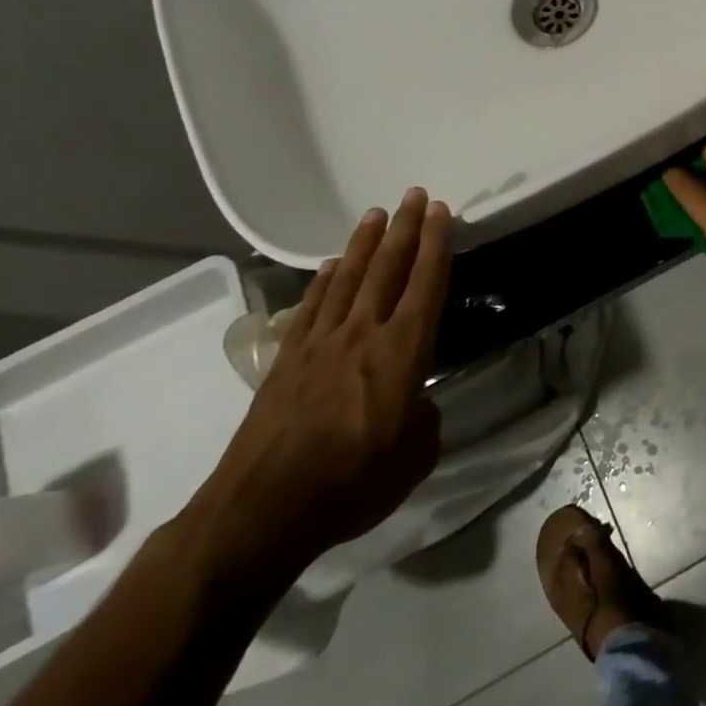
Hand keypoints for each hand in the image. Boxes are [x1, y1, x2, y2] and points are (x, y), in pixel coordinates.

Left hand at [186, 188, 450, 587]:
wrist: (263, 510)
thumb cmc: (354, 481)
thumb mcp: (416, 455)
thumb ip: (425, 419)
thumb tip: (416, 405)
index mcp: (404, 350)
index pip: (427, 283)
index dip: (437, 244)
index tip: (443, 211)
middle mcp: (364, 333)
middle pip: (388, 268)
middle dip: (405, 228)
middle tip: (415, 195)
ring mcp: (320, 344)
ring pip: (349, 278)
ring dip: (365, 244)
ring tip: (376, 214)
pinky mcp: (287, 361)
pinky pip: (312, 307)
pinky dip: (325, 280)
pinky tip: (333, 264)